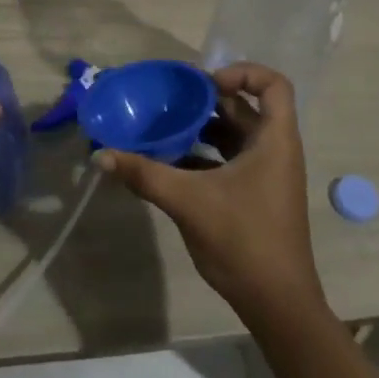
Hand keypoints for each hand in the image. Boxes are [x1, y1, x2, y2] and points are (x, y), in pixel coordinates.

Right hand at [97, 63, 323, 322]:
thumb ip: (144, 175)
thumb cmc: (244, 241)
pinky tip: (170, 163)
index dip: (242, 72)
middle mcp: (275, 150)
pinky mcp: (256, 194)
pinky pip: (229, 159)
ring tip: (165, 126)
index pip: (273, 85)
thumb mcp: (189, 202)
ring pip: (235, 134)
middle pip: (245, 106)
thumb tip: (100, 155)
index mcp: (274, 141)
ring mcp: (267, 174)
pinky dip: (204, 154)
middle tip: (170, 99)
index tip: (205, 85)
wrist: (278, 305)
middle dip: (207, 99)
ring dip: (202, 127)